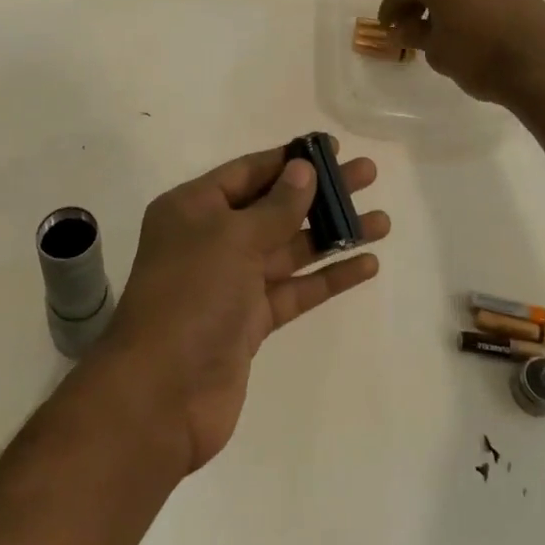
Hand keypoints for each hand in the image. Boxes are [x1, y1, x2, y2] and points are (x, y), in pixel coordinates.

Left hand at [102, 142, 389, 474]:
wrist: (162, 395)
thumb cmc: (191, 296)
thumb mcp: (232, 239)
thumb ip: (275, 206)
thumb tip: (304, 169)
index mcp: (193, 208)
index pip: (249, 172)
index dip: (290, 159)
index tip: (333, 149)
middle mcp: (211, 239)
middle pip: (274, 207)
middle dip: (321, 193)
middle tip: (368, 175)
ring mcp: (231, 282)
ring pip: (289, 249)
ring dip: (332, 234)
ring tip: (382, 221)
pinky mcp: (249, 321)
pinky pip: (293, 289)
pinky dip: (327, 277)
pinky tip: (366, 264)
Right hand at [378, 0, 544, 107]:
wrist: (541, 67)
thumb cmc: (478, 58)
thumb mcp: (437, 51)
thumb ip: (416, 34)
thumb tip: (404, 28)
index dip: (392, 7)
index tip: (387, 26)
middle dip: (419, 0)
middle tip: (410, 23)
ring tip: (441, 26)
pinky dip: (470, 2)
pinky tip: (470, 25)